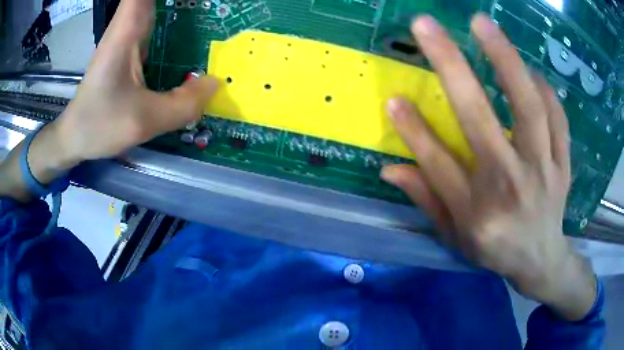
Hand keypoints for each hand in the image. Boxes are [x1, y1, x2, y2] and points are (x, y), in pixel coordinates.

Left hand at [55, 0, 218, 162]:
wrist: (74, 137)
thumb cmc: (99, 125)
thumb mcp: (143, 120)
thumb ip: (183, 104)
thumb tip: (216, 83)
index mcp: (127, 31)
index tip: (196, 1)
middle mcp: (127, 25)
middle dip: (182, 2)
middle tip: (216, 10)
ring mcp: (128, 36)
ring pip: (156, 6)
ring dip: (179, 9)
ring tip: (208, 15)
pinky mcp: (129, 48)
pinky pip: (155, 24)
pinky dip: (172, 22)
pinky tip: (190, 34)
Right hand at [382, 15, 595, 320]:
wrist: (541, 260)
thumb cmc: (495, 250)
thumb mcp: (455, 236)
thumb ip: (427, 199)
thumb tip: (389, 169)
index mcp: (478, 213)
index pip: (439, 164)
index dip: (413, 130)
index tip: (393, 97)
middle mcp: (511, 187)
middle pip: (482, 120)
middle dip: (452, 66)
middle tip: (427, 25)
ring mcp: (544, 172)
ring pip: (529, 108)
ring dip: (506, 60)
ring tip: (482, 24)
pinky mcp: (563, 164)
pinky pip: (557, 118)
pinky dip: (543, 89)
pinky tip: (529, 71)